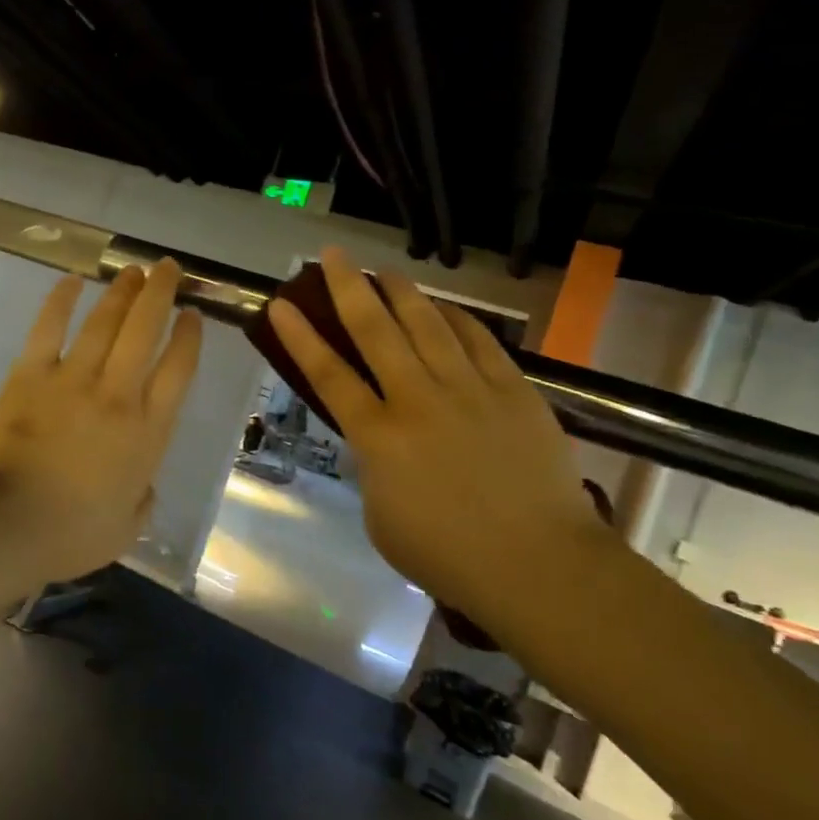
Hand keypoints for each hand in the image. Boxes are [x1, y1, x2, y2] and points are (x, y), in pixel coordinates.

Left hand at [0, 260, 202, 584]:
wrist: (4, 523)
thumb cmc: (69, 534)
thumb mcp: (125, 530)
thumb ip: (141, 501)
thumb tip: (142, 485)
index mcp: (147, 432)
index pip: (178, 371)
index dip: (189, 338)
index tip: (194, 315)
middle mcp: (117, 394)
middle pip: (146, 331)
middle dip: (160, 294)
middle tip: (168, 268)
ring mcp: (73, 380)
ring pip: (104, 322)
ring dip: (121, 292)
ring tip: (133, 270)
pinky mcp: (30, 375)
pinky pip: (49, 329)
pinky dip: (60, 302)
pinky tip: (71, 281)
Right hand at [268, 248, 617, 632]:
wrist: (537, 564)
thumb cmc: (447, 555)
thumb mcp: (381, 517)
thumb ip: (373, 468)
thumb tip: (380, 442)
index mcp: (378, 437)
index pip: (328, 374)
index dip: (300, 336)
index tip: (281, 303)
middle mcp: (417, 400)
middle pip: (375, 331)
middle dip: (348, 287)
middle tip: (332, 255)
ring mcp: (468, 390)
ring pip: (427, 324)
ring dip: (401, 292)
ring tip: (385, 270)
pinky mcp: (513, 390)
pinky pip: (478, 341)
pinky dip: (456, 319)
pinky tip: (442, 307)